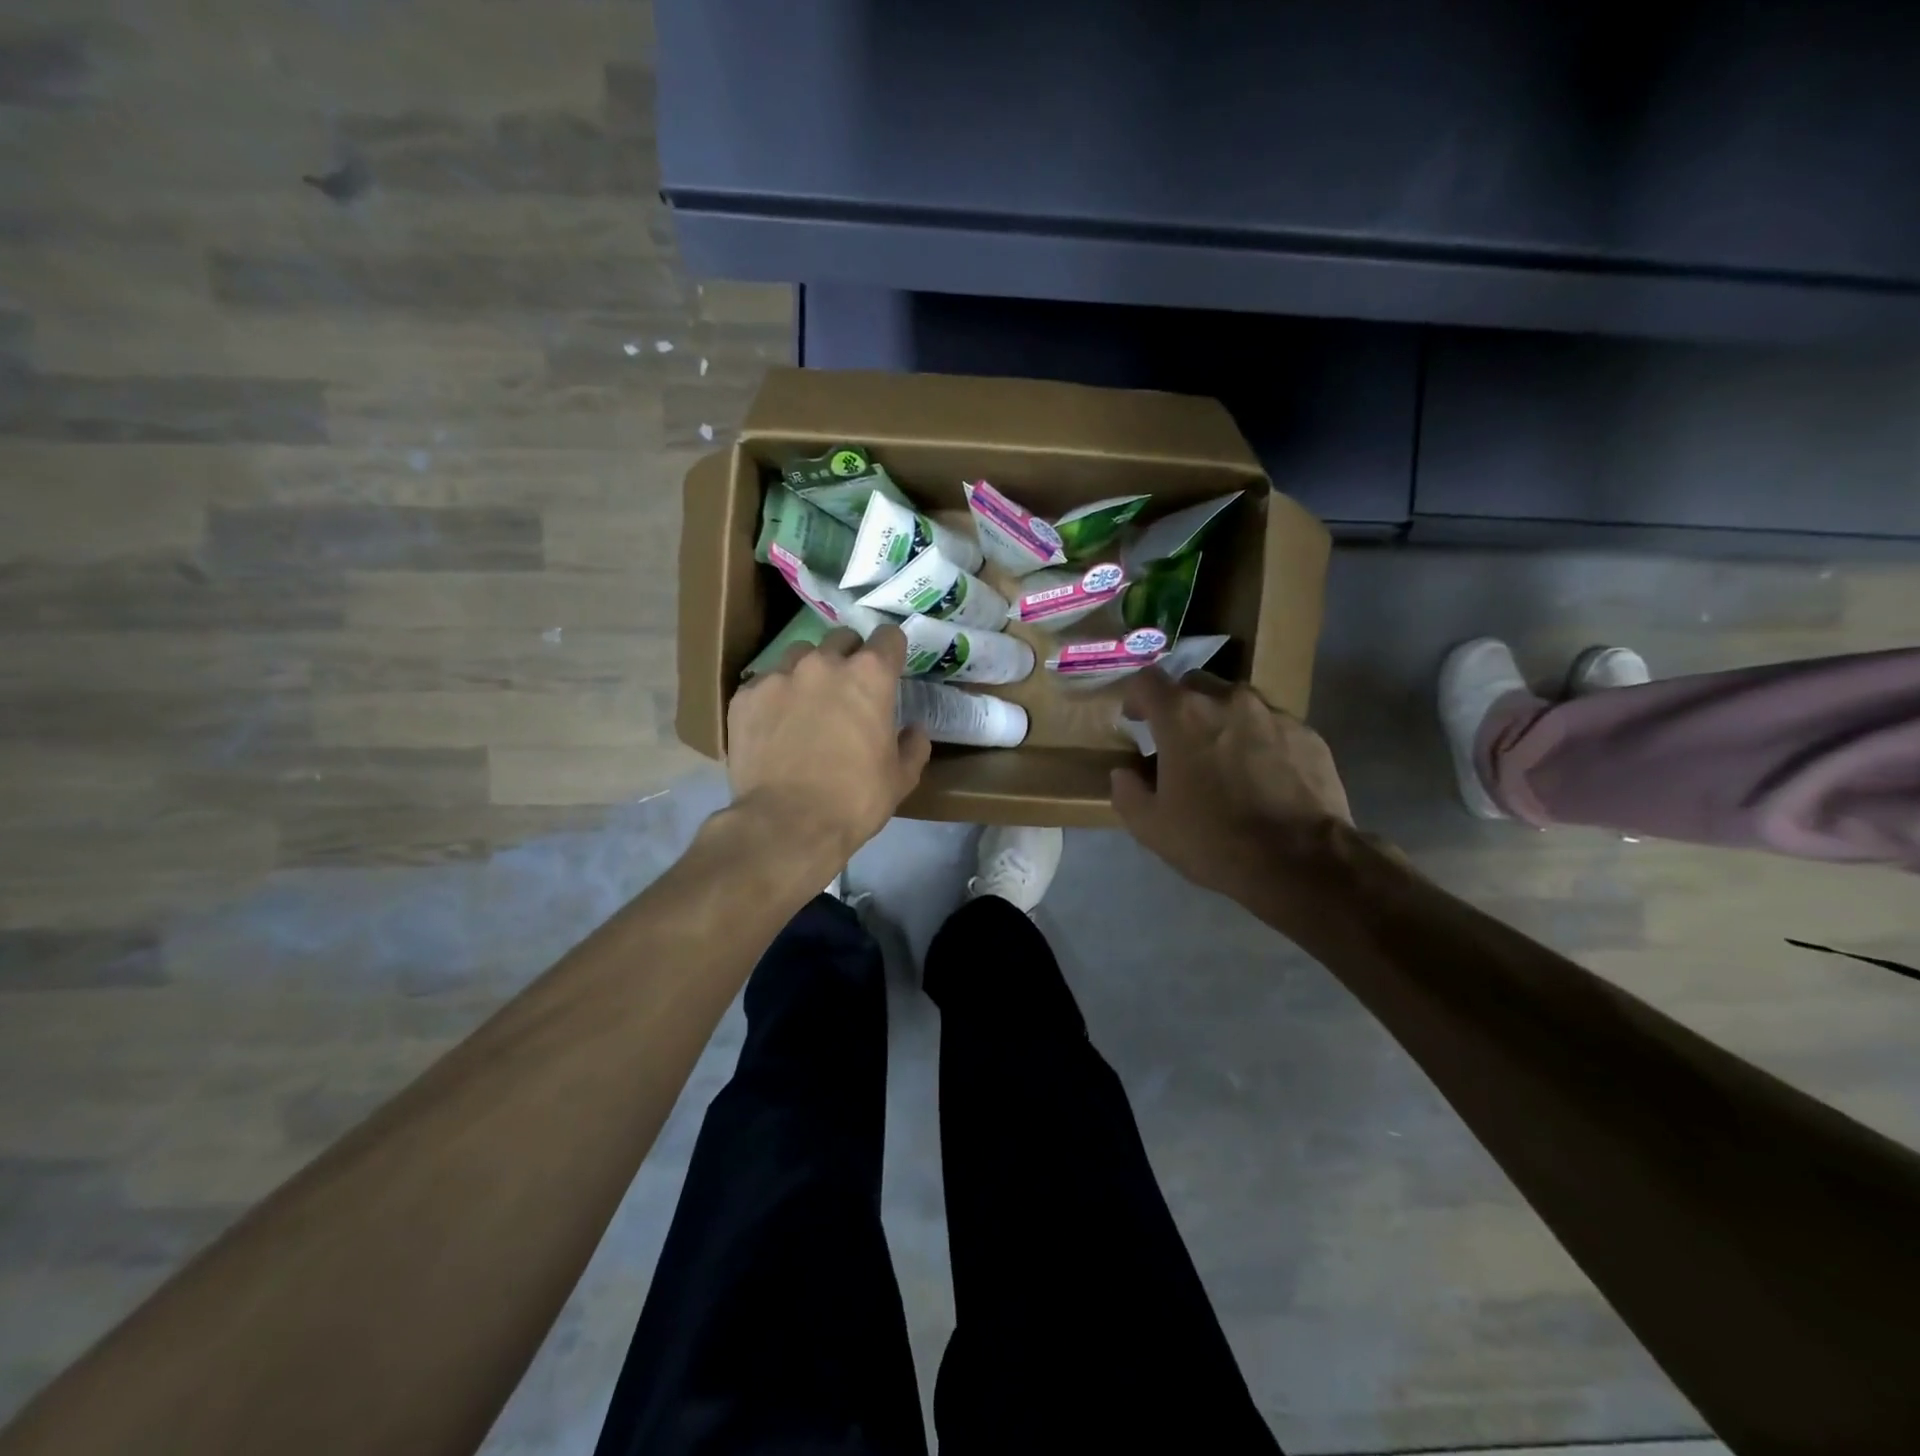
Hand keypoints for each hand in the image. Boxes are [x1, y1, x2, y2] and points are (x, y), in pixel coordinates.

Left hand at [725, 624, 931, 863]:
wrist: (786, 825)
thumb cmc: (854, 800)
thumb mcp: (900, 779)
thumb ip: (912, 746)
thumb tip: (914, 730)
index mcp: (870, 676)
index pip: (888, 637)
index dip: (891, 651)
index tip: (890, 667)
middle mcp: (824, 663)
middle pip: (841, 639)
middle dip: (849, 657)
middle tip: (848, 690)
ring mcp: (780, 675)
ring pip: (799, 655)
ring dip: (809, 672)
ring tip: (806, 704)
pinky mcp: (745, 696)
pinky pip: (765, 683)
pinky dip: (774, 697)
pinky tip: (774, 726)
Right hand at [1111, 667, 1351, 906]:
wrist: (1302, 862)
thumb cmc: (1214, 840)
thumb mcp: (1151, 827)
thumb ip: (1127, 792)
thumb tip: (1124, 773)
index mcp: (1182, 716)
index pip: (1147, 680)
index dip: (1136, 697)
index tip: (1136, 721)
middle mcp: (1227, 700)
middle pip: (1194, 684)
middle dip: (1180, 706)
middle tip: (1179, 742)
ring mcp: (1273, 713)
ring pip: (1236, 702)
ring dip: (1222, 720)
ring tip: (1224, 758)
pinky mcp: (1307, 734)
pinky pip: (1272, 725)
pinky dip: (1259, 740)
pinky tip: (1263, 775)